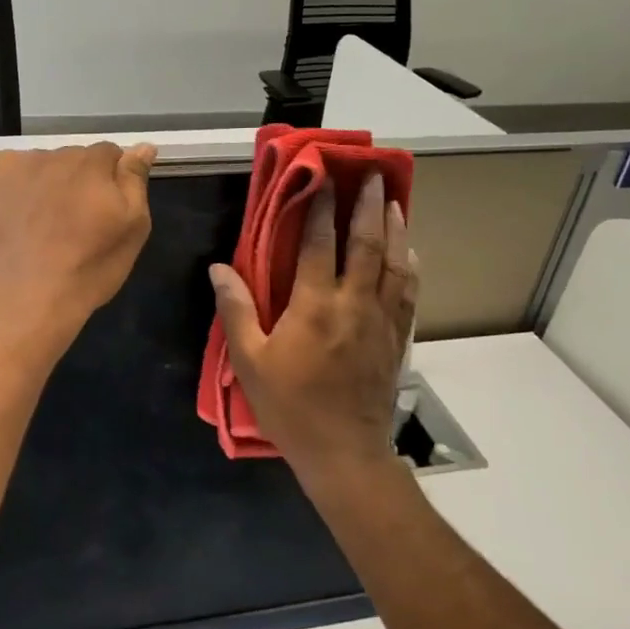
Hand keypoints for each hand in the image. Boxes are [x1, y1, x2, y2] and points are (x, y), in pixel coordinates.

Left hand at [0, 142, 157, 338]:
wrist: (24, 298)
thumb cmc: (87, 269)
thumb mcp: (132, 228)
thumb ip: (135, 181)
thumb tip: (144, 146)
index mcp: (95, 164)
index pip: (110, 154)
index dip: (110, 181)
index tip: (103, 210)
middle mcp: (58, 154)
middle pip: (75, 158)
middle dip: (78, 180)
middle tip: (73, 221)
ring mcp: (19, 163)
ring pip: (43, 164)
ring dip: (47, 182)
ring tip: (41, 224)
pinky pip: (10, 168)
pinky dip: (14, 184)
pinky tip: (15, 214)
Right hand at [209, 173, 417, 477]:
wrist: (344, 453)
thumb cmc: (290, 406)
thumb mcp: (250, 360)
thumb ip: (237, 309)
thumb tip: (219, 267)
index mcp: (315, 305)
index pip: (318, 243)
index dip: (320, 207)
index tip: (323, 177)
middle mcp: (354, 304)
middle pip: (366, 244)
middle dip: (369, 206)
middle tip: (374, 175)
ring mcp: (381, 321)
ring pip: (395, 264)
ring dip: (396, 228)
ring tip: (395, 201)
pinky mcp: (397, 339)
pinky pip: (408, 293)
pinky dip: (410, 266)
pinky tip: (410, 252)